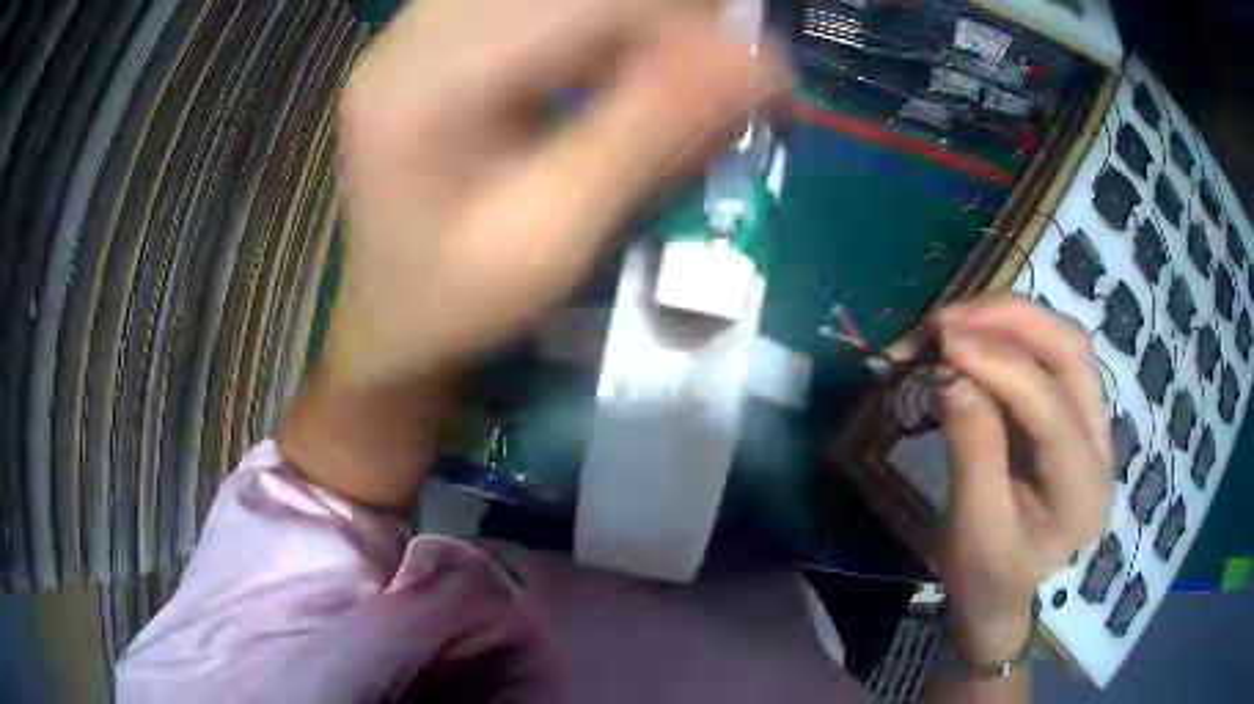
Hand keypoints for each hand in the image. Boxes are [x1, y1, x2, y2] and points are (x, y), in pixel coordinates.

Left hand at [280, 0, 788, 508]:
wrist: (390, 319)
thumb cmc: (461, 302)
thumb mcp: (556, 237)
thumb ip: (651, 137)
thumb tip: (758, 65)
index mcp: (422, 90)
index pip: (575, 7)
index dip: (683, 23)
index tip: (762, 73)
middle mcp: (407, 40)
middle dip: (665, 20)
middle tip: (726, 75)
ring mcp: (412, 33)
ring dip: (634, 23)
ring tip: (683, 79)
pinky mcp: (429, 39)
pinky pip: (528, 5)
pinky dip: (596, 27)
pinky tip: (621, 71)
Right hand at [932, 295, 1112, 659]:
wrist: (1004, 591)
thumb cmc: (986, 575)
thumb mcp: (972, 531)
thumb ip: (971, 453)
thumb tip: (950, 374)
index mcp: (1082, 491)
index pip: (1052, 408)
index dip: (998, 364)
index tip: (940, 342)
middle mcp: (1101, 443)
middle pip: (1071, 351)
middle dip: (1008, 321)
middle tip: (945, 320)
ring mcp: (1093, 421)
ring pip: (1064, 341)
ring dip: (1008, 319)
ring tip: (955, 323)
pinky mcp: (1074, 410)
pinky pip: (1049, 352)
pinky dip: (1008, 334)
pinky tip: (973, 338)